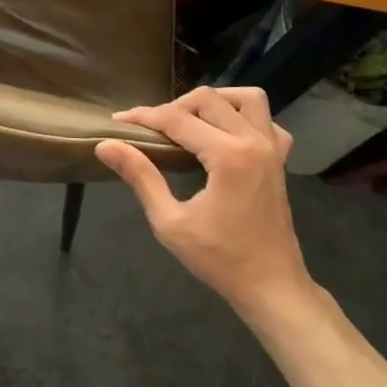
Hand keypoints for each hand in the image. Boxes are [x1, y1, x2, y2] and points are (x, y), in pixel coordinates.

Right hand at [95, 86, 314, 315]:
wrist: (272, 288)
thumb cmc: (220, 260)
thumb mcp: (170, 222)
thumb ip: (140, 177)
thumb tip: (106, 145)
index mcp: (228, 156)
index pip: (177, 120)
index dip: (144, 117)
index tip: (119, 121)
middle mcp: (253, 142)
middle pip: (208, 99)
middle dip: (173, 108)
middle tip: (151, 130)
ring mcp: (272, 149)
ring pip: (246, 98)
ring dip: (214, 102)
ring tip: (190, 122)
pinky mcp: (280, 159)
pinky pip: (267, 121)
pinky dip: (245, 118)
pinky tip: (226, 134)